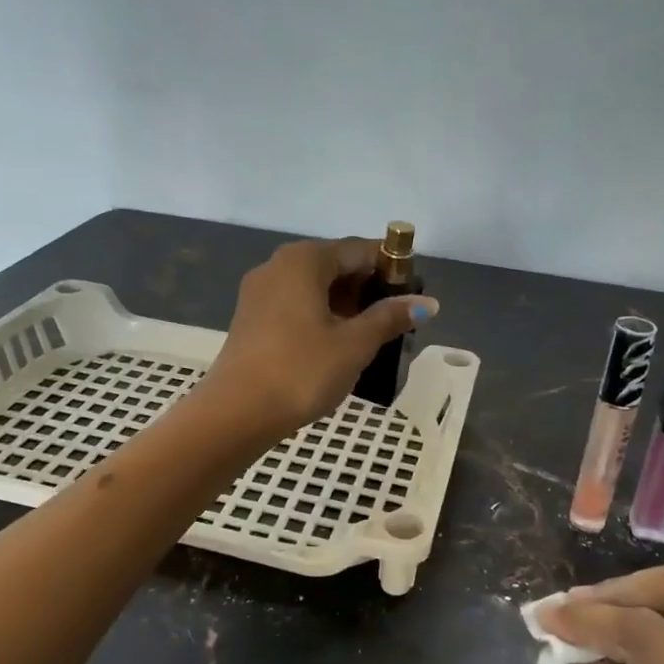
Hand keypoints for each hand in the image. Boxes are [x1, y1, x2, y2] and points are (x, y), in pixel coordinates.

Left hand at [201, 237, 437, 439]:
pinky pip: (296, 305)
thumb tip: (427, 303)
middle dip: (369, 289)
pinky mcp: (251, 318)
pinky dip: (321, 316)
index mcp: (305, 260)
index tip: (415, 296)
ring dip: (346, 305)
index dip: (392, 269)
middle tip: (396, 321)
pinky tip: (337, 345)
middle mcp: (279, 265)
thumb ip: (390, 317)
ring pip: (315, 287)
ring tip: (372, 337)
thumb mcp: (354, 344)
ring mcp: (260, 291)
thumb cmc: (302, 371)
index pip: (360, 250)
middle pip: (336, 265)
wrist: (237, 413)